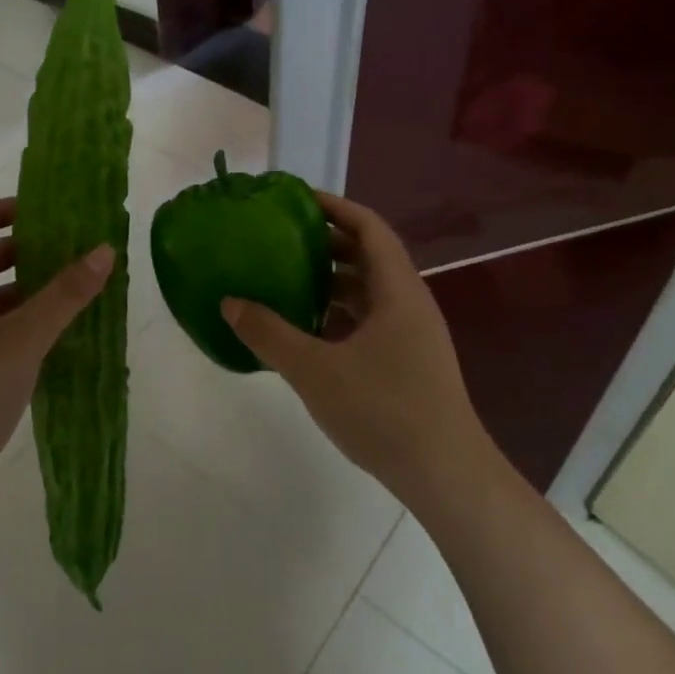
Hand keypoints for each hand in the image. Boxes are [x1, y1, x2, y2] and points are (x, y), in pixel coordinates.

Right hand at [222, 192, 491, 511]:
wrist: (444, 474)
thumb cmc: (383, 410)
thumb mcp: (315, 370)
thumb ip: (269, 334)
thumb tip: (229, 302)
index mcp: (397, 289)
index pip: (368, 227)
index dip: (334, 207)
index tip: (296, 199)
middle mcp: (409, 302)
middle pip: (368, 256)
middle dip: (326, 243)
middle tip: (281, 238)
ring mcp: (412, 334)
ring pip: (369, 291)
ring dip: (332, 281)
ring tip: (288, 280)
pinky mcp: (409, 361)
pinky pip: (371, 321)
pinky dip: (340, 315)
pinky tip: (309, 331)